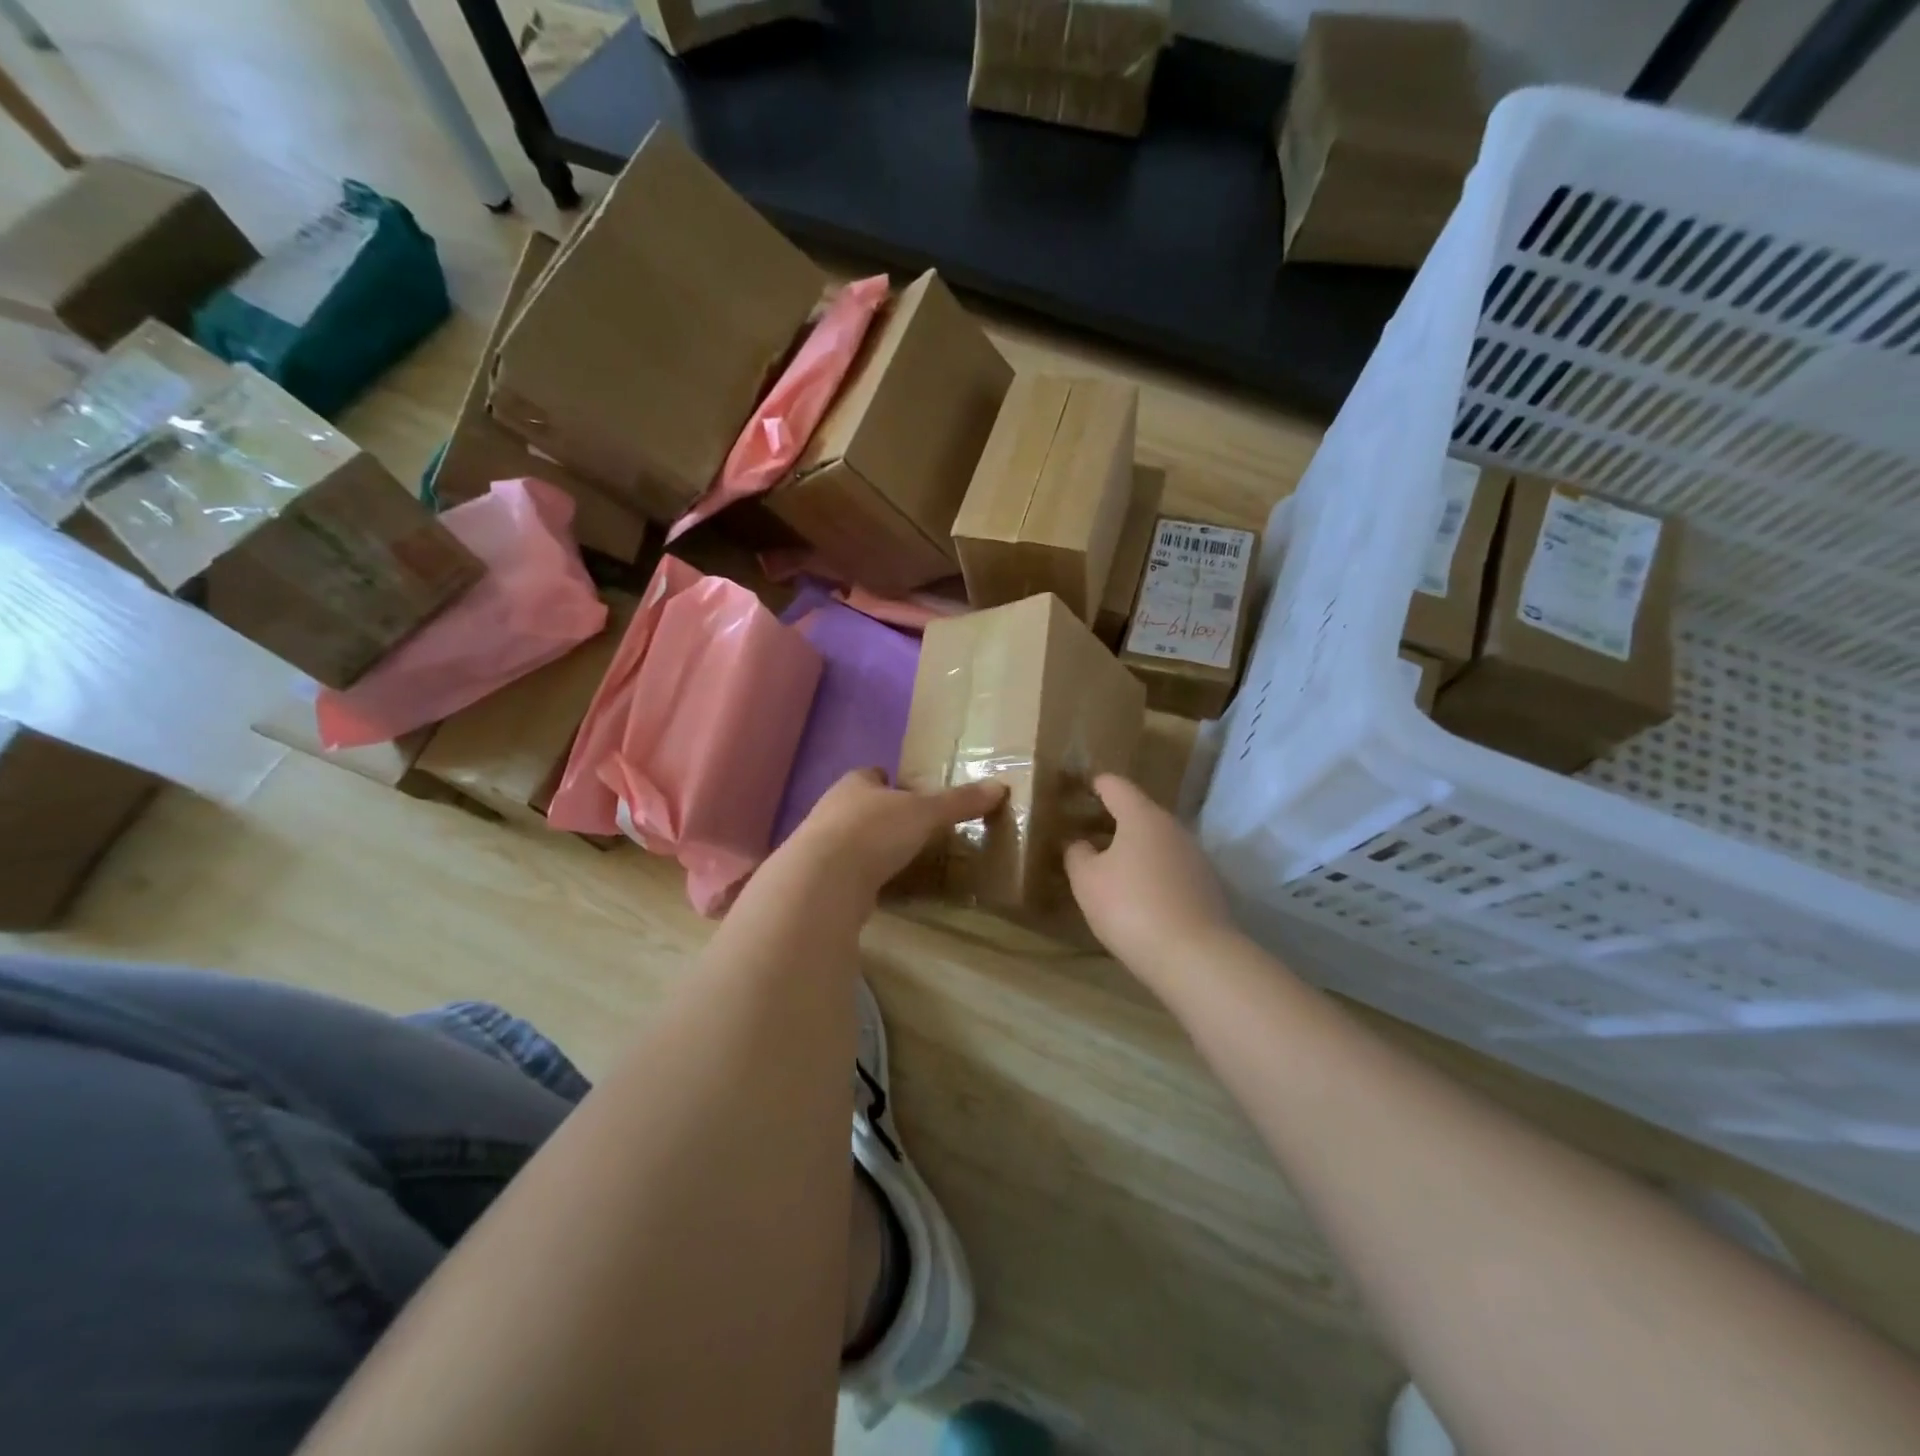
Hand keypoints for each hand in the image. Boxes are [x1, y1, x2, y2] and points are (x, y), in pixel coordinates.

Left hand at [783, 768, 1006, 897]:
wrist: (823, 880)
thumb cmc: (874, 831)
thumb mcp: (925, 813)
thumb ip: (959, 802)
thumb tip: (1000, 786)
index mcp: (855, 784)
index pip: (872, 774)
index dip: (890, 780)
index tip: (910, 790)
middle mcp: (832, 809)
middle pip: (860, 806)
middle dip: (881, 814)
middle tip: (913, 827)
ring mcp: (821, 846)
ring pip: (851, 839)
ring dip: (871, 847)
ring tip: (901, 858)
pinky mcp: (820, 880)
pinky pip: (848, 872)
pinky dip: (864, 877)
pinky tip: (882, 887)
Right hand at [1065, 774, 1235, 971]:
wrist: (1195, 956)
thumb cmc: (1130, 907)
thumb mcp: (1087, 881)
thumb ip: (1077, 854)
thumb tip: (1081, 843)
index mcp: (1142, 816)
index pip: (1116, 786)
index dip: (1097, 784)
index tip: (1082, 788)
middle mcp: (1173, 828)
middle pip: (1140, 813)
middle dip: (1115, 820)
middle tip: (1089, 833)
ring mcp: (1195, 857)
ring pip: (1158, 842)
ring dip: (1136, 849)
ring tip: (1112, 867)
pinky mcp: (1207, 886)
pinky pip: (1172, 868)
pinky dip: (1154, 873)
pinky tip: (1140, 896)